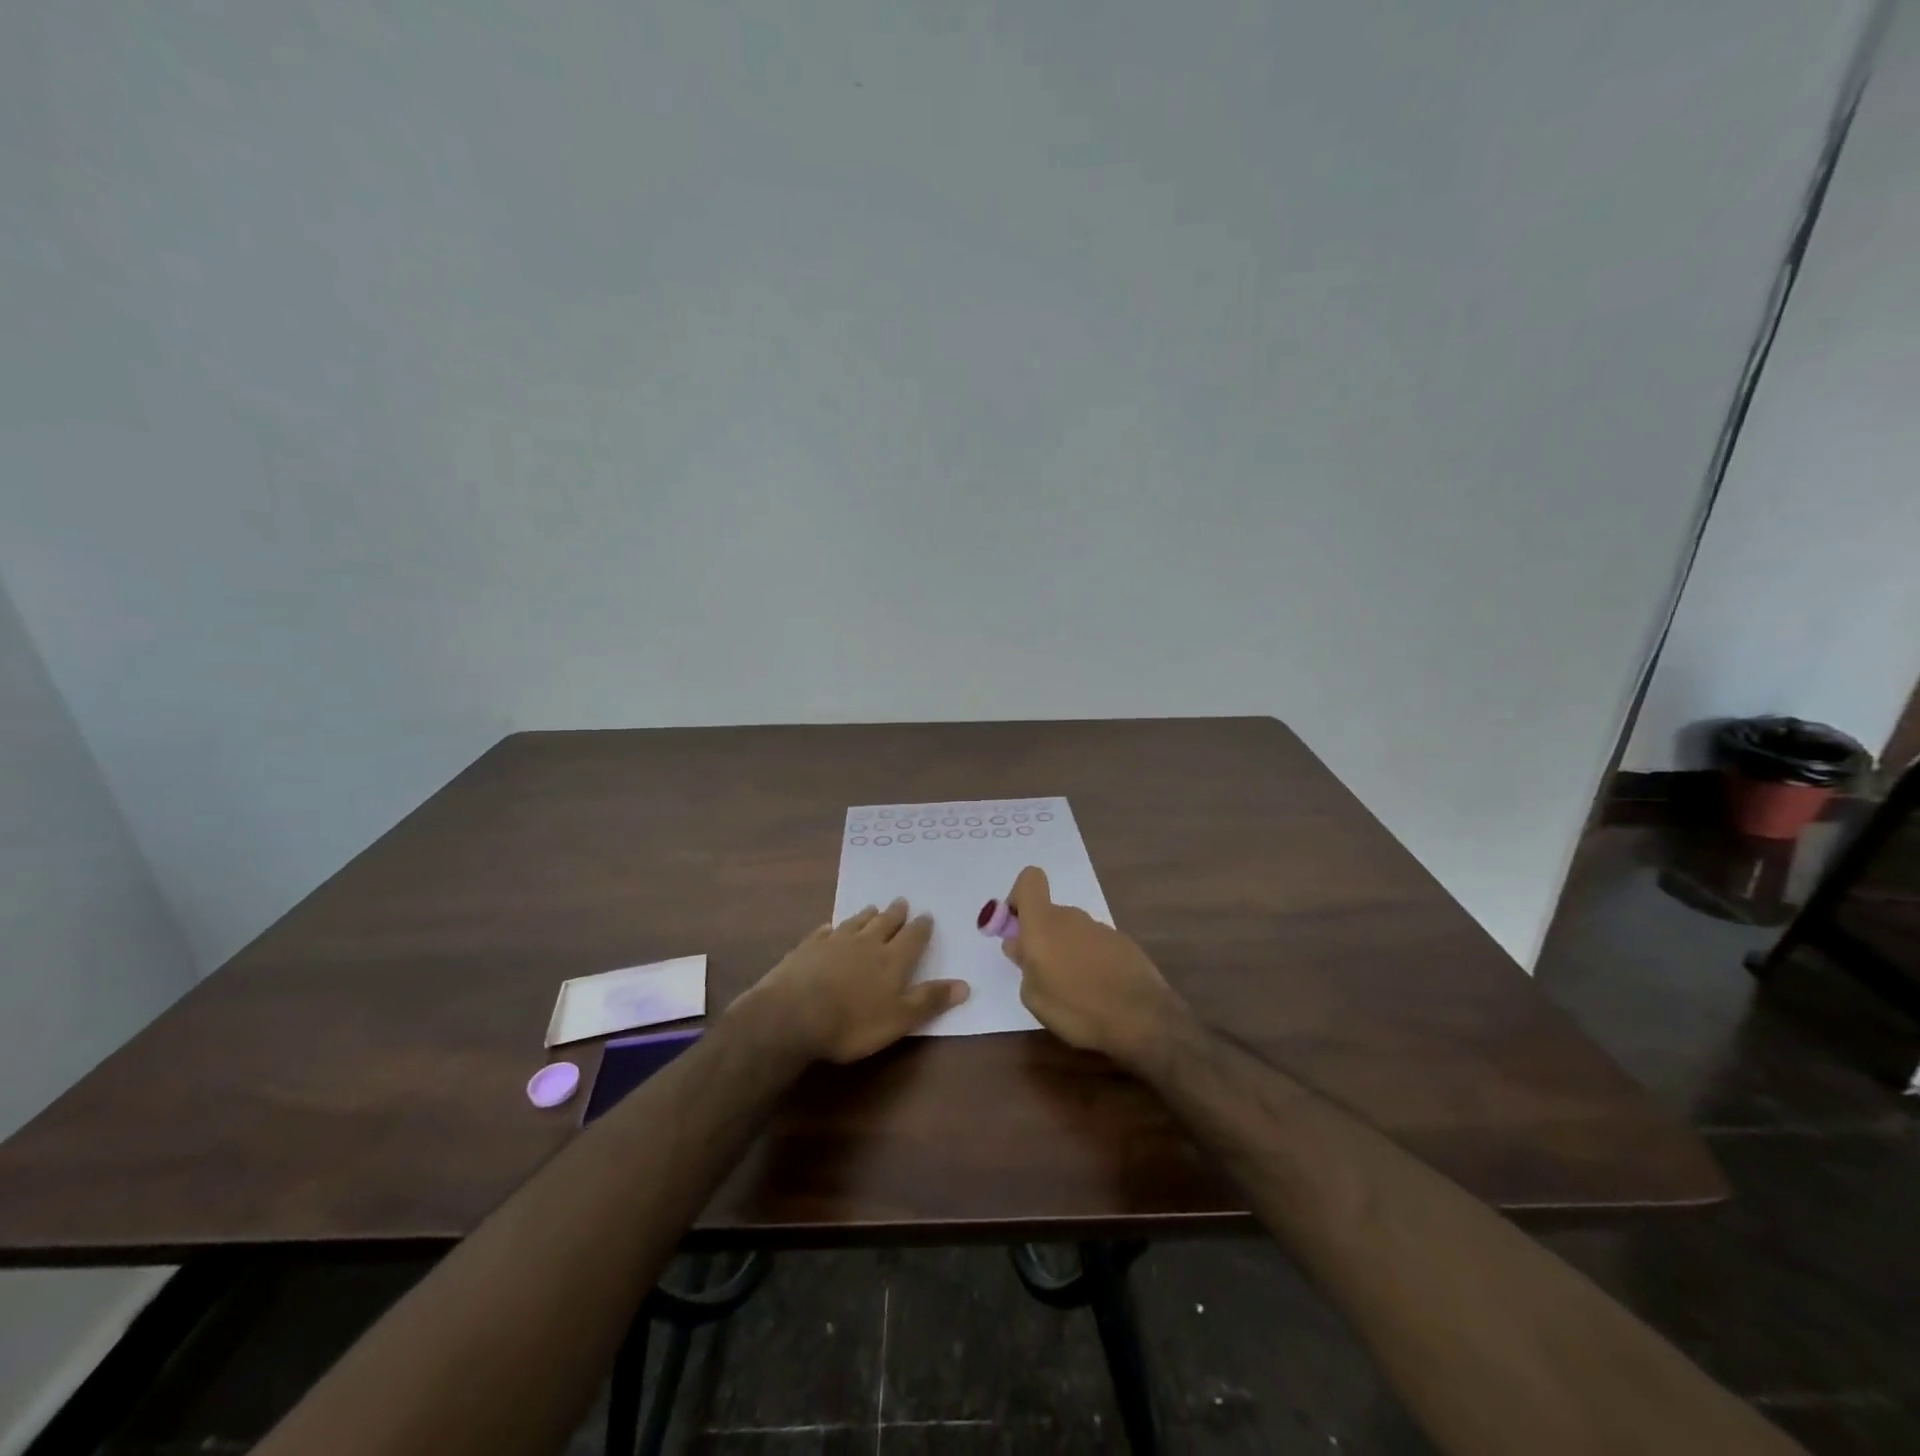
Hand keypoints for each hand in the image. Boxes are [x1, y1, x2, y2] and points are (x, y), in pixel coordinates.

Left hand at [734, 899, 969, 1063]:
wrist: (792, 1015)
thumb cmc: (852, 1023)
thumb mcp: (899, 1019)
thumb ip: (930, 1000)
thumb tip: (966, 985)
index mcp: (892, 960)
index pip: (912, 937)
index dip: (921, 927)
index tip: (926, 915)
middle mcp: (866, 943)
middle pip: (885, 923)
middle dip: (895, 914)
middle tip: (901, 902)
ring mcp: (834, 942)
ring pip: (856, 922)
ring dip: (866, 915)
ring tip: (872, 908)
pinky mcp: (807, 948)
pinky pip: (824, 932)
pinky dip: (831, 928)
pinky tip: (830, 927)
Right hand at [1002, 866, 1187, 1067]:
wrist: (1142, 1018)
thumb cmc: (1076, 1008)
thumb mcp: (1034, 996)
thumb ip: (1023, 965)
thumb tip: (1019, 945)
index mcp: (1043, 923)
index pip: (1029, 880)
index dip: (1018, 897)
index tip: (1016, 928)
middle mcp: (1071, 917)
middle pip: (1049, 914)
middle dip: (1040, 937)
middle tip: (1041, 974)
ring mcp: (1100, 928)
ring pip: (1072, 931)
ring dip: (1066, 951)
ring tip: (1072, 990)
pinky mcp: (1123, 943)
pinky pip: (1094, 945)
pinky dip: (1090, 960)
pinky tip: (1097, 990)